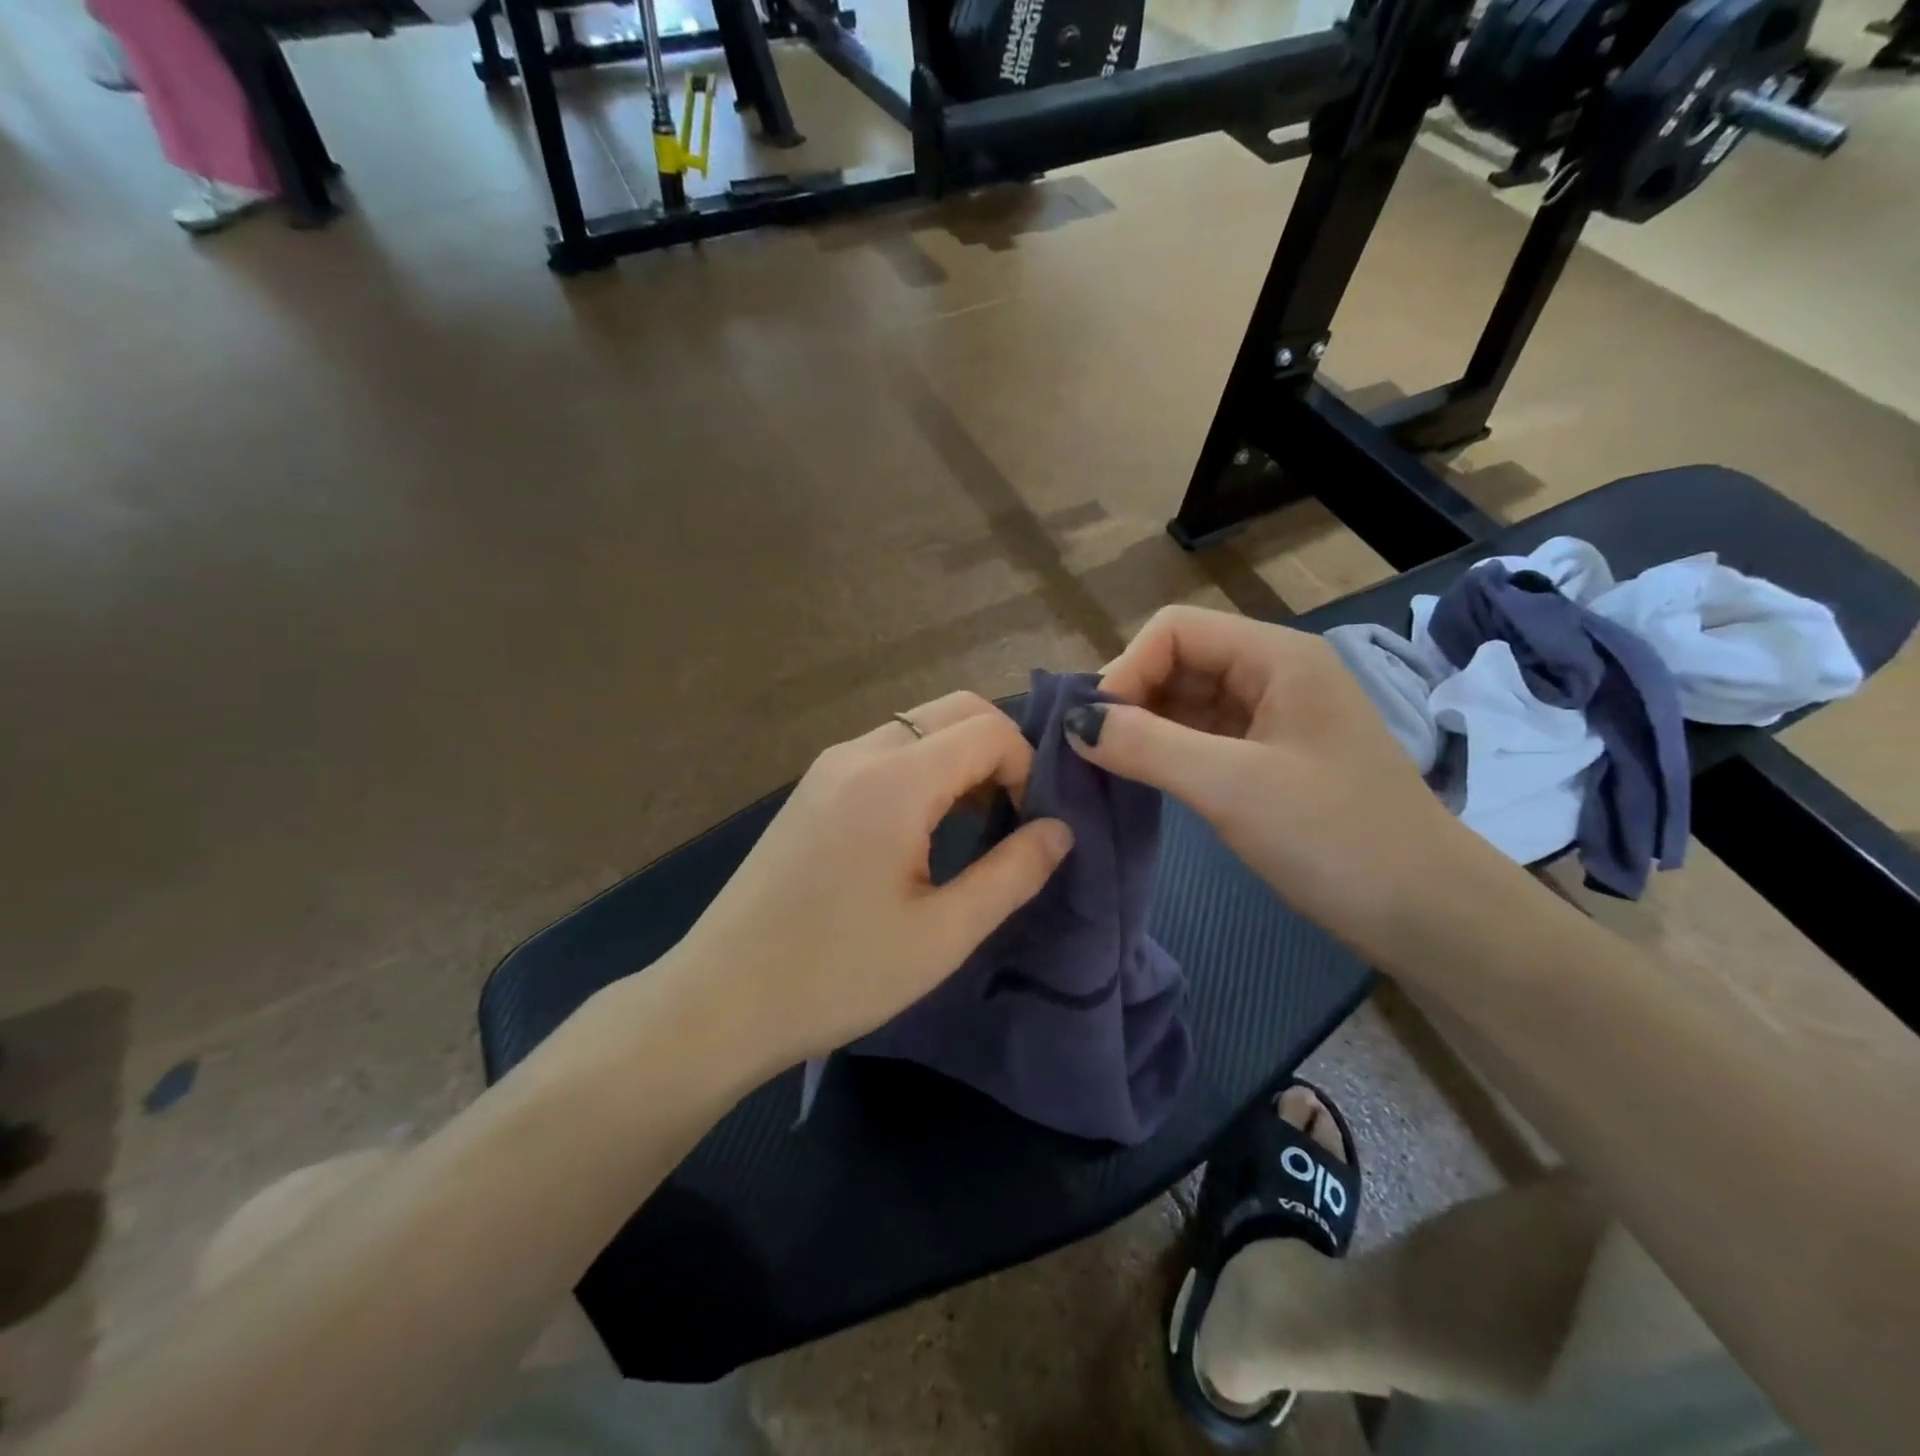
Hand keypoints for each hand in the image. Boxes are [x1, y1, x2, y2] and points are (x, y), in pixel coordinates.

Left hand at [669, 692, 1074, 1072]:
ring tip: (976, 823)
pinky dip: (924, 768)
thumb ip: (1012, 874)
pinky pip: (886, 751)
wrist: (720, 1001)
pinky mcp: (812, 788)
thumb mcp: (942, 934)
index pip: (988, 729)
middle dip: (1000, 749)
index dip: (1028, 766)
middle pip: (954, 710)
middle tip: (1014, 815)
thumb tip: (1061, 830)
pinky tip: (925, 826)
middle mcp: (859, 753)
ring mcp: (828, 766)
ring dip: (960, 757)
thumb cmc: (837, 974)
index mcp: (894, 780)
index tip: (1030, 825)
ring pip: (918, 726)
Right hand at [1067, 606, 1480, 965]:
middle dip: (1129, 700)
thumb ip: (1148, 746)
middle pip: (1177, 662)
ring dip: (1142, 729)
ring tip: (1105, 770)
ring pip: (1186, 702)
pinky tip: (1142, 781)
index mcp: (1276, 657)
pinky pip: (1201, 738)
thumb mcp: (1233, 787)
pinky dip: (1165, 754)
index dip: (1126, 669)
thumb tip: (1074, 723)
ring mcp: (1272, 718)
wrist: (1428, 916)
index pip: (1174, 631)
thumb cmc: (1336, 838)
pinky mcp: (1269, 760)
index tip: (1095, 731)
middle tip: (1092, 755)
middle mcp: (1273, 674)